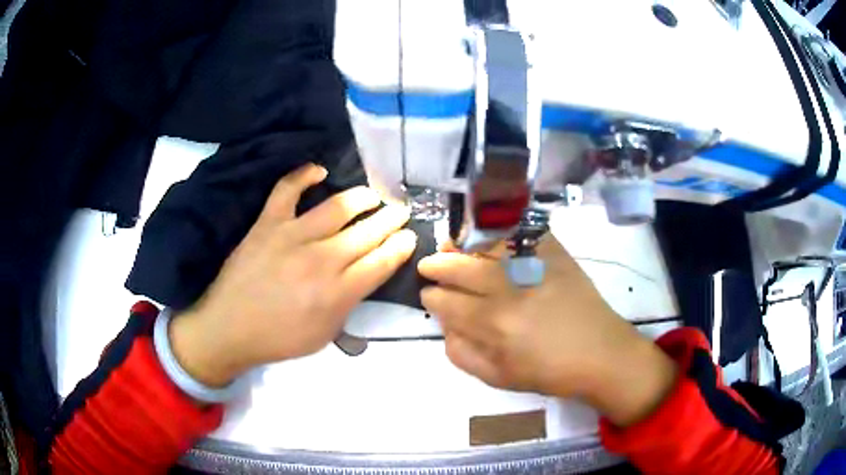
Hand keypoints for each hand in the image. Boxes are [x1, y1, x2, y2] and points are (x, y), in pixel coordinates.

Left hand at [169, 164, 416, 386]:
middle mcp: (321, 260)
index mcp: (337, 293)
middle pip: (367, 233)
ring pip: (337, 207)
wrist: (229, 328)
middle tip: (401, 212)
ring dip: (362, 198)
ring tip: (374, 196)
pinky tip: (319, 171)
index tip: (409, 236)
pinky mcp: (267, 224)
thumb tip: (366, 275)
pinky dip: (303, 175)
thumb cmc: (279, 338)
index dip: (400, 246)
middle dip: (390, 220)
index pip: (381, 261)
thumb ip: (349, 302)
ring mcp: (292, 237)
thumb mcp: (325, 334)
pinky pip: (287, 190)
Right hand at [418, 237, 676, 426]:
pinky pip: (522, 232)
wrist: (601, 354)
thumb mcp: (499, 378)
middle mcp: (511, 289)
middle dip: (438, 264)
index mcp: (495, 324)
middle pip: (461, 267)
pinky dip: (501, 229)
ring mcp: (536, 266)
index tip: (428, 295)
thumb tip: (445, 326)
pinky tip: (488, 235)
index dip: (432, 297)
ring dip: (463, 243)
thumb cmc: (550, 372)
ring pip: (487, 244)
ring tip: (452, 244)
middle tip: (430, 264)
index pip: (447, 302)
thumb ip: (463, 354)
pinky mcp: (556, 254)